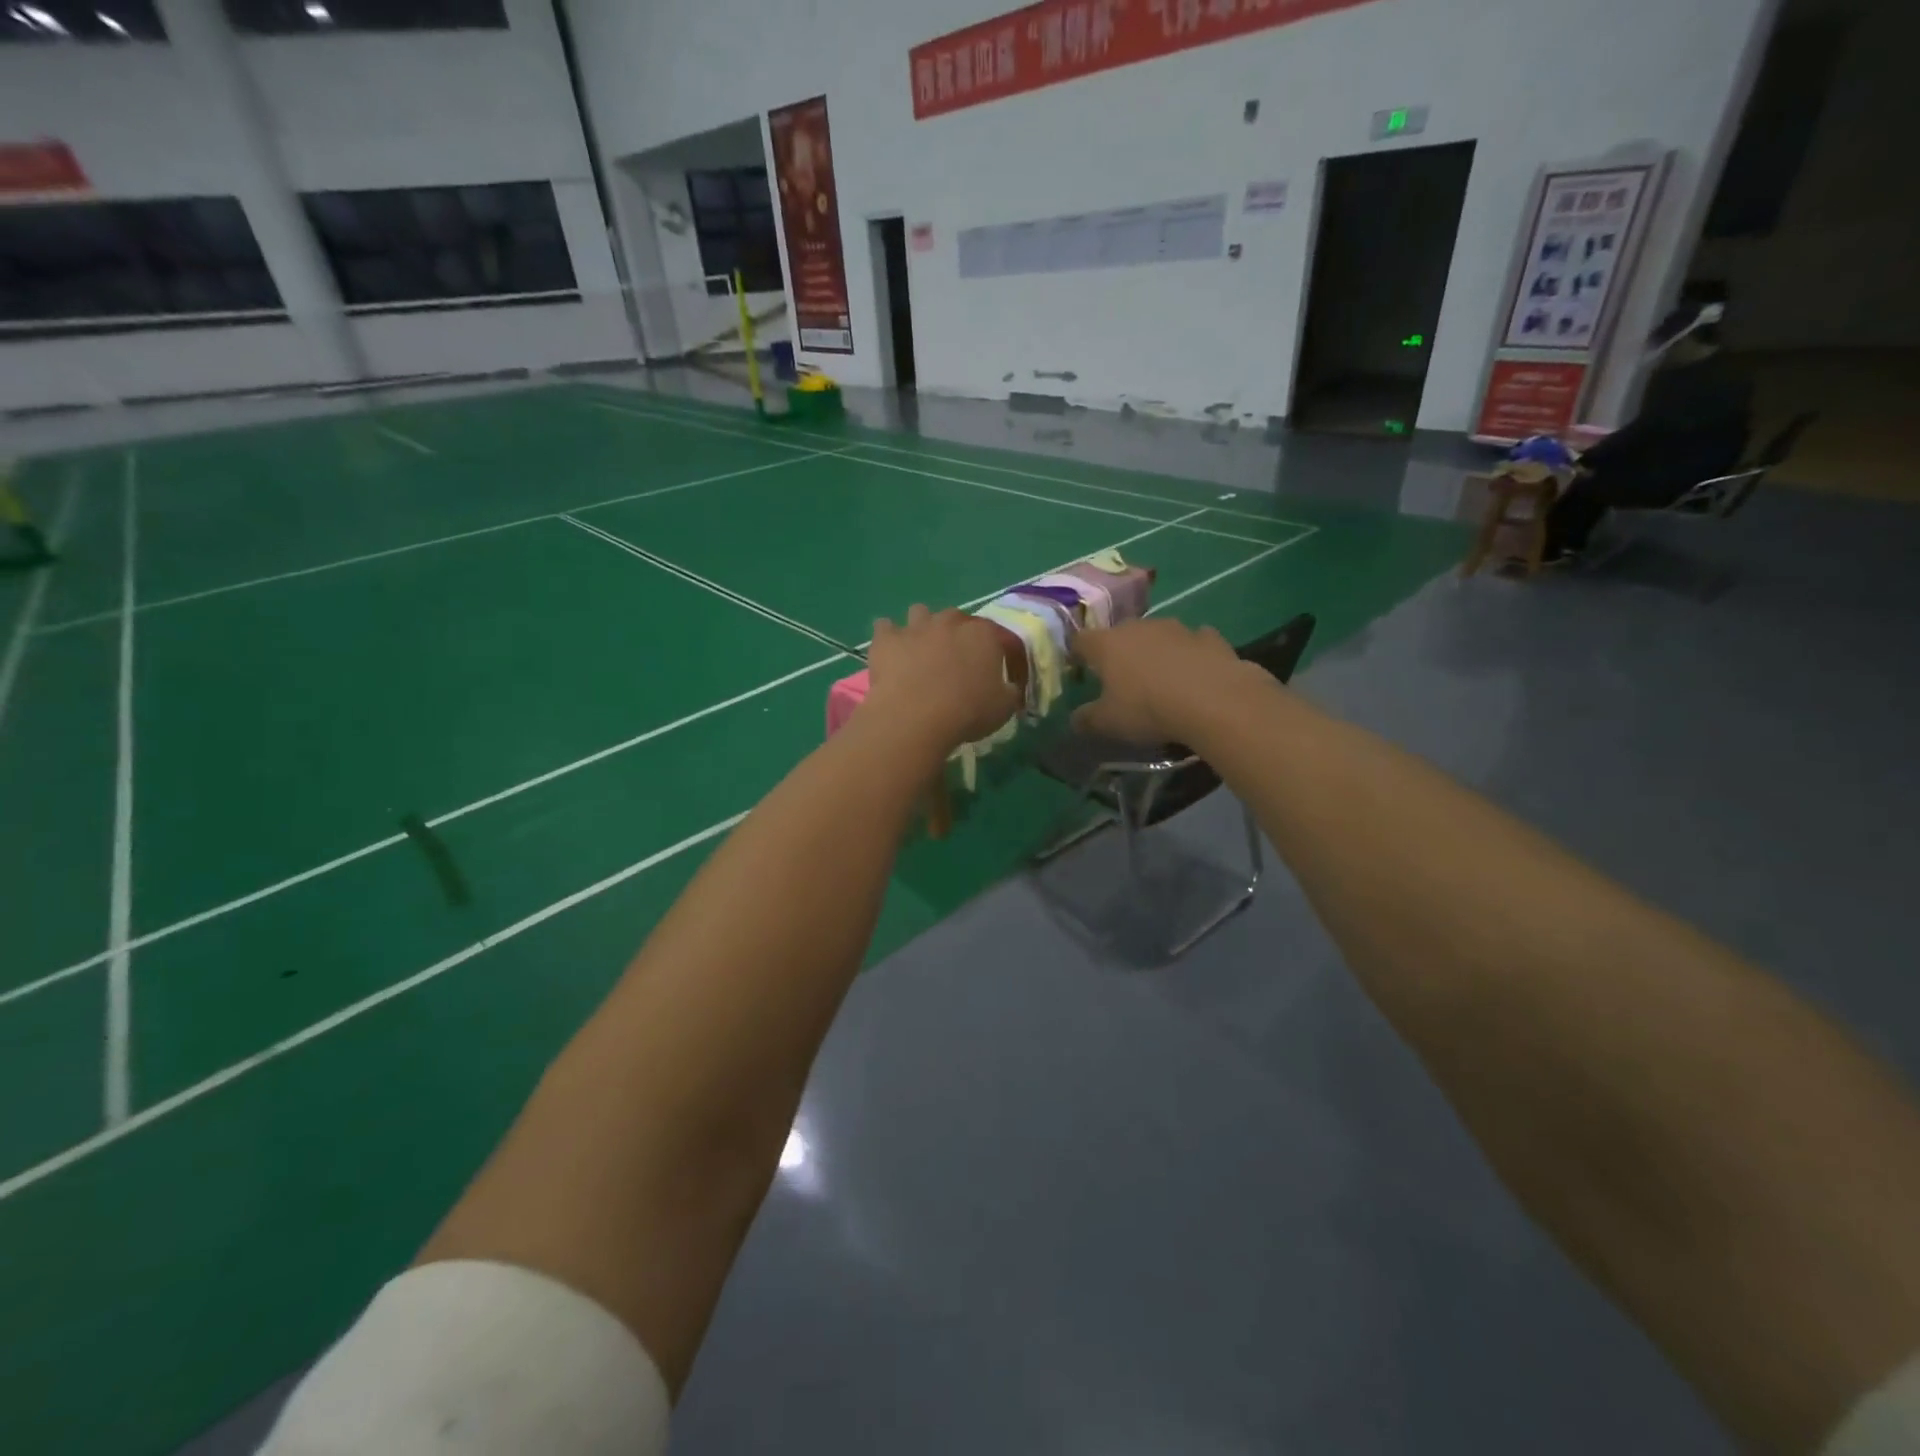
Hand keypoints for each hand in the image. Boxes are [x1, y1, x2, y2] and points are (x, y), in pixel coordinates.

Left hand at [865, 605, 1020, 753]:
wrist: (916, 716)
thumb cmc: (967, 711)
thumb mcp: (1003, 708)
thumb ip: (1010, 692)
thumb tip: (1010, 688)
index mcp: (984, 635)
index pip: (996, 635)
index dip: (996, 652)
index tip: (993, 672)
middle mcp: (950, 621)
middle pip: (956, 619)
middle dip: (956, 634)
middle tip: (954, 661)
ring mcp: (916, 626)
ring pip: (920, 612)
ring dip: (922, 627)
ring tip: (920, 651)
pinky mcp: (887, 638)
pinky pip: (884, 627)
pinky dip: (888, 637)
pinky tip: (889, 652)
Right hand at [1074, 618, 1258, 744]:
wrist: (1213, 701)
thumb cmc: (1148, 708)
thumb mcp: (1109, 723)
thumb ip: (1087, 719)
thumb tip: (1075, 719)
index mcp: (1107, 644)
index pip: (1081, 640)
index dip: (1077, 653)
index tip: (1078, 668)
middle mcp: (1139, 627)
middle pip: (1120, 634)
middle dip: (1118, 651)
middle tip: (1120, 676)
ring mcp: (1176, 628)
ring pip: (1157, 634)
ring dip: (1155, 650)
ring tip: (1160, 676)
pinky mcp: (1209, 637)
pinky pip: (1193, 641)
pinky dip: (1190, 653)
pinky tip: (1194, 671)